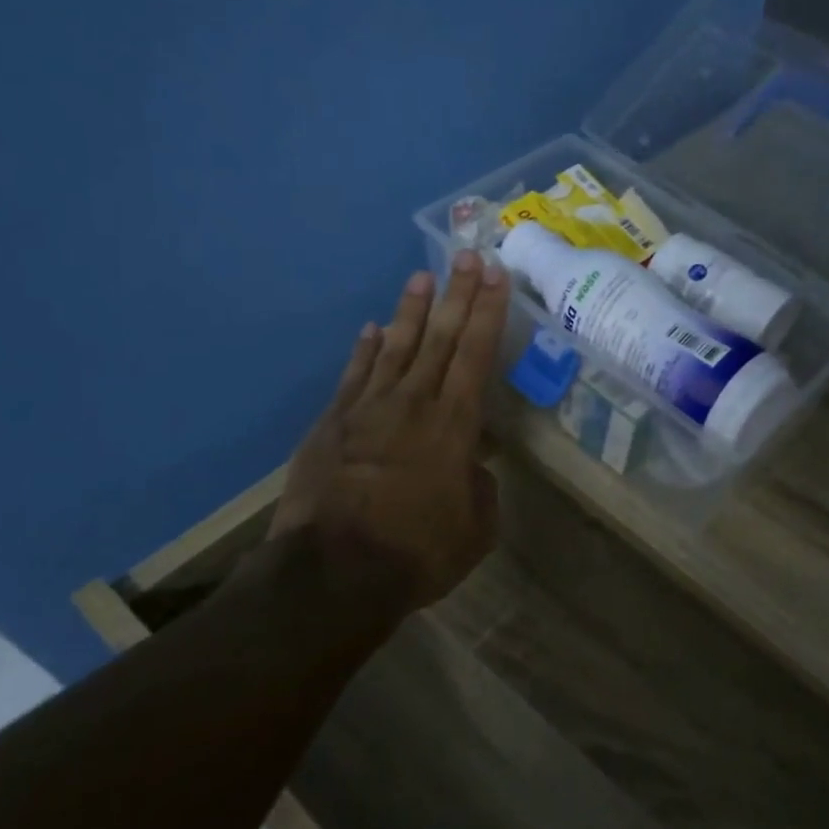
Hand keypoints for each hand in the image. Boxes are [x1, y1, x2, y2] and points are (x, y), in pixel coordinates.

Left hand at [272, 250, 510, 615]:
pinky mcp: (332, 424)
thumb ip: (480, 489)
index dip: (488, 312)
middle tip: (467, 255)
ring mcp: (367, 410)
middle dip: (457, 295)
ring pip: (395, 347)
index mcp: (453, 426)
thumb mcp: (474, 530)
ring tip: (422, 276)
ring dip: (410, 310)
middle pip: (439, 338)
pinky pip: (353, 375)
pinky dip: (364, 350)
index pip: (475, 355)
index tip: (496, 275)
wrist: (332, 573)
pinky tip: (371, 328)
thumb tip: (472, 467)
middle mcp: (412, 404)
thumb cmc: (416, 553)